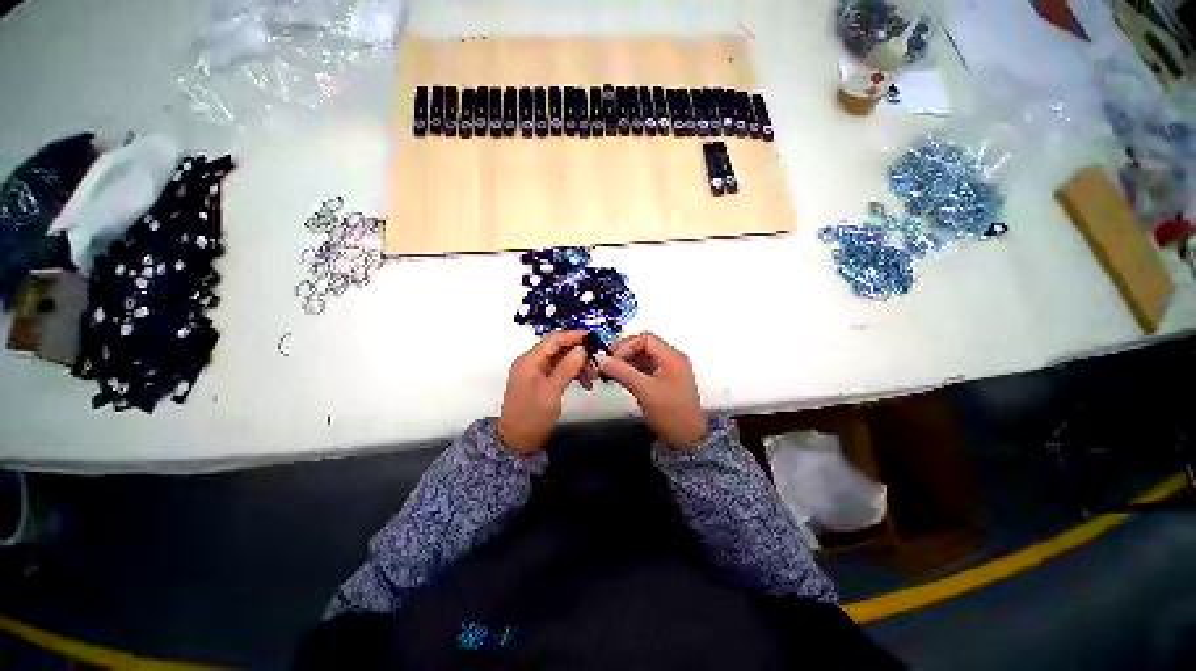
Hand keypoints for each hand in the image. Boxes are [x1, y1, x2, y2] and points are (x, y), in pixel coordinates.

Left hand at [498, 331, 589, 455]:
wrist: (515, 442)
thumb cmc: (532, 416)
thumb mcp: (552, 391)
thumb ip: (567, 367)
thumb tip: (582, 348)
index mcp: (530, 360)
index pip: (554, 339)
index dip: (574, 336)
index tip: (593, 339)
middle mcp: (531, 362)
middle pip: (558, 348)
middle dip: (578, 354)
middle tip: (596, 365)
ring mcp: (534, 372)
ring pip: (560, 360)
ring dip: (577, 365)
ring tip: (592, 377)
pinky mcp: (539, 382)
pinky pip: (558, 370)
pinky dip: (571, 374)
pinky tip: (584, 383)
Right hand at [599, 332, 707, 449]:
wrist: (687, 439)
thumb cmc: (669, 412)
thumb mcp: (644, 390)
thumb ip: (622, 372)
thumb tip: (601, 359)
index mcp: (672, 356)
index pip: (645, 339)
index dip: (626, 346)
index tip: (611, 359)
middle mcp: (671, 359)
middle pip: (643, 346)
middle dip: (623, 353)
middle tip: (606, 363)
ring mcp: (668, 370)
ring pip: (642, 357)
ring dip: (625, 362)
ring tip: (609, 372)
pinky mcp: (663, 381)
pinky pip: (644, 369)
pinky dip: (631, 371)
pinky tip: (618, 379)